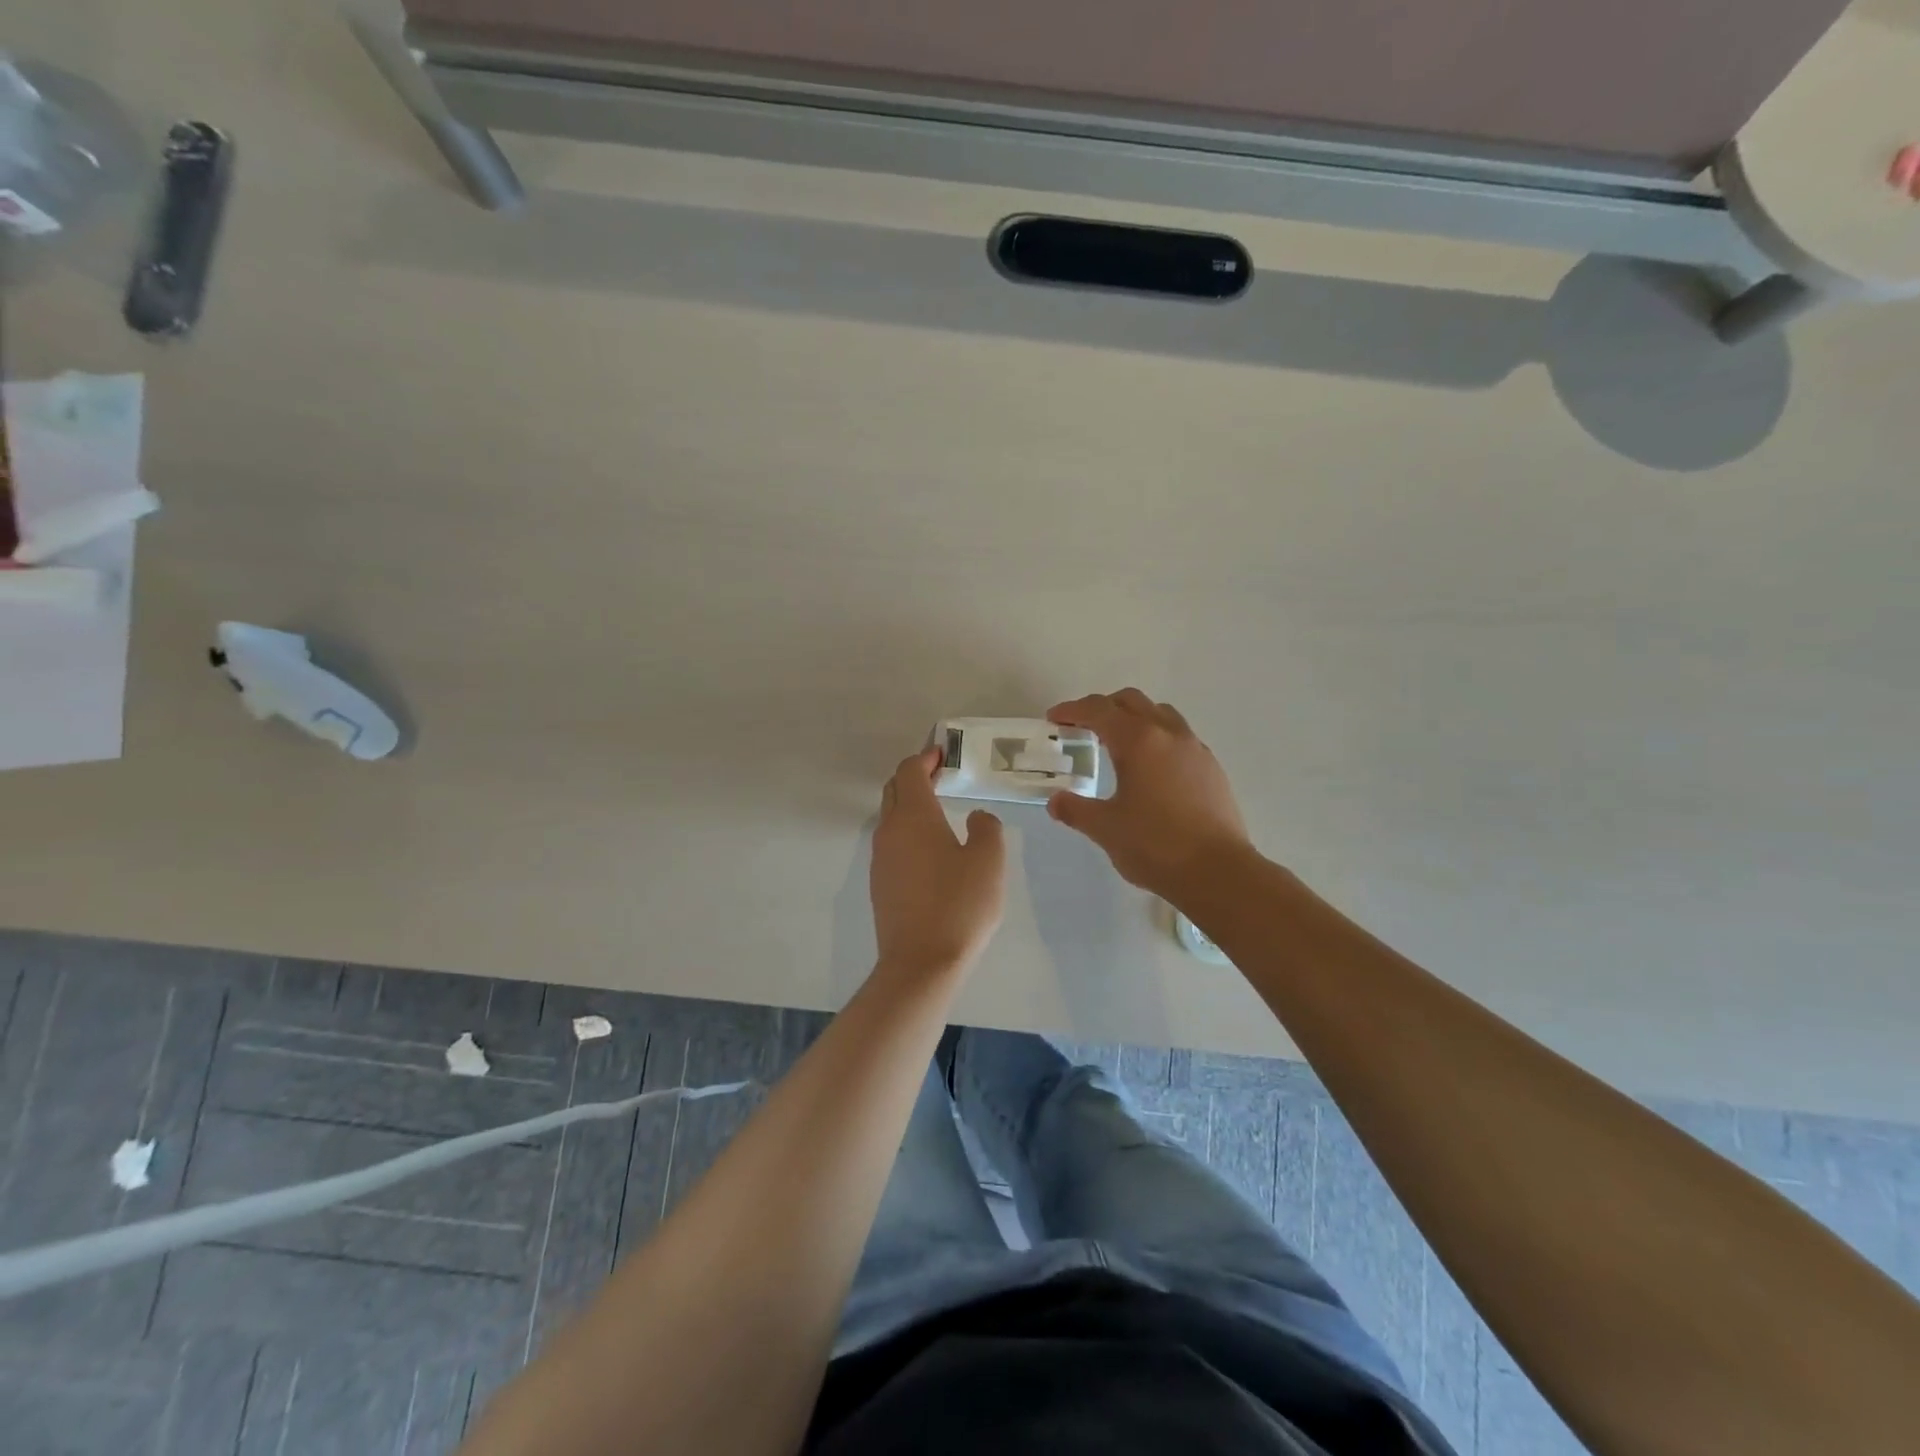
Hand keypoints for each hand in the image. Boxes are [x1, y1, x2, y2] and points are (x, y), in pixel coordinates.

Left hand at [870, 747, 1006, 975]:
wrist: (922, 963)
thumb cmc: (959, 905)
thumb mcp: (989, 861)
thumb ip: (987, 828)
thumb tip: (977, 818)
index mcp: (914, 817)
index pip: (909, 772)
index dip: (925, 758)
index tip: (943, 753)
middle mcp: (889, 831)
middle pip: (894, 790)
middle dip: (914, 777)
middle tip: (941, 775)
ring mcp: (880, 859)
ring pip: (890, 818)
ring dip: (910, 805)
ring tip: (939, 810)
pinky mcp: (880, 884)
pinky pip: (891, 843)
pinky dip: (907, 831)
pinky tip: (930, 849)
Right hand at [1046, 689, 1253, 899]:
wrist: (1218, 872)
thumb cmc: (1155, 845)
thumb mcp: (1105, 828)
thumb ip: (1076, 810)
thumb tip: (1056, 801)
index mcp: (1138, 741)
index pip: (1099, 710)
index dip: (1072, 710)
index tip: (1054, 718)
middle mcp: (1168, 734)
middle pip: (1131, 702)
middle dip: (1103, 707)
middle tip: (1083, 727)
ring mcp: (1195, 748)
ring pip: (1160, 714)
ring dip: (1134, 718)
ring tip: (1118, 744)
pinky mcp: (1212, 768)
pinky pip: (1179, 736)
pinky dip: (1157, 738)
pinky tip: (1151, 769)